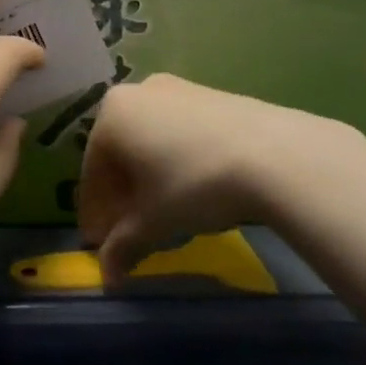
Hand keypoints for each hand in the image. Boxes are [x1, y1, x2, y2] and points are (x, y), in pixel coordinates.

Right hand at [78, 74, 349, 288]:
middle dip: (121, 195)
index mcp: (112, 115)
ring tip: (162, 214)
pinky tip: (191, 188)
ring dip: (148, 178)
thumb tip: (107, 275)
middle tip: (128, 232)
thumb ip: (123, 246)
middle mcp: (138, 92)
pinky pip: (177, 131)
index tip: (100, 245)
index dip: (95, 213)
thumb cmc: (194, 184)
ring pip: (149, 141)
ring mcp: (177, 89)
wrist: (273, 154)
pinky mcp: (210, 95)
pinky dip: (174, 160)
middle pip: (120, 153)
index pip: (92, 172)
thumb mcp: (154, 221)